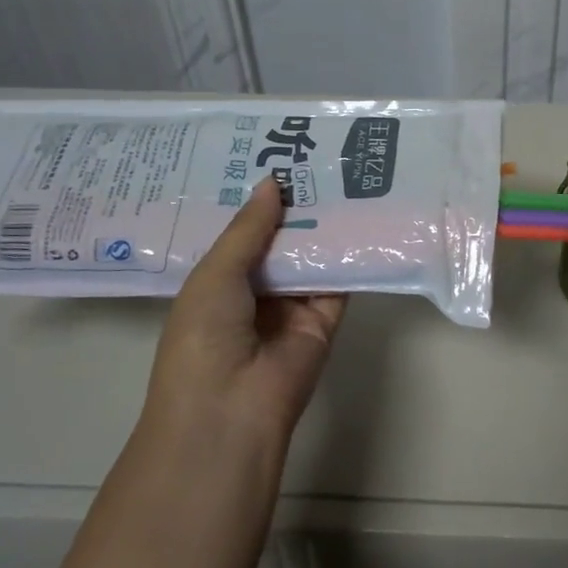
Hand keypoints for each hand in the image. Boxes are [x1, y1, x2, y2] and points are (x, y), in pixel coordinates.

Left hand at [143, 177, 345, 446]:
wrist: (231, 409)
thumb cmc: (204, 336)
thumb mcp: (215, 273)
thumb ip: (248, 228)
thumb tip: (273, 183)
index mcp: (217, 282)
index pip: (241, 234)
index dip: (256, 202)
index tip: (274, 158)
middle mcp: (255, 291)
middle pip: (279, 241)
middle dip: (294, 207)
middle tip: (316, 158)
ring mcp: (291, 306)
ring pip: (311, 257)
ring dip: (323, 225)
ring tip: (344, 175)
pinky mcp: (325, 320)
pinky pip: (339, 282)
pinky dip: (349, 254)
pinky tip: (363, 216)